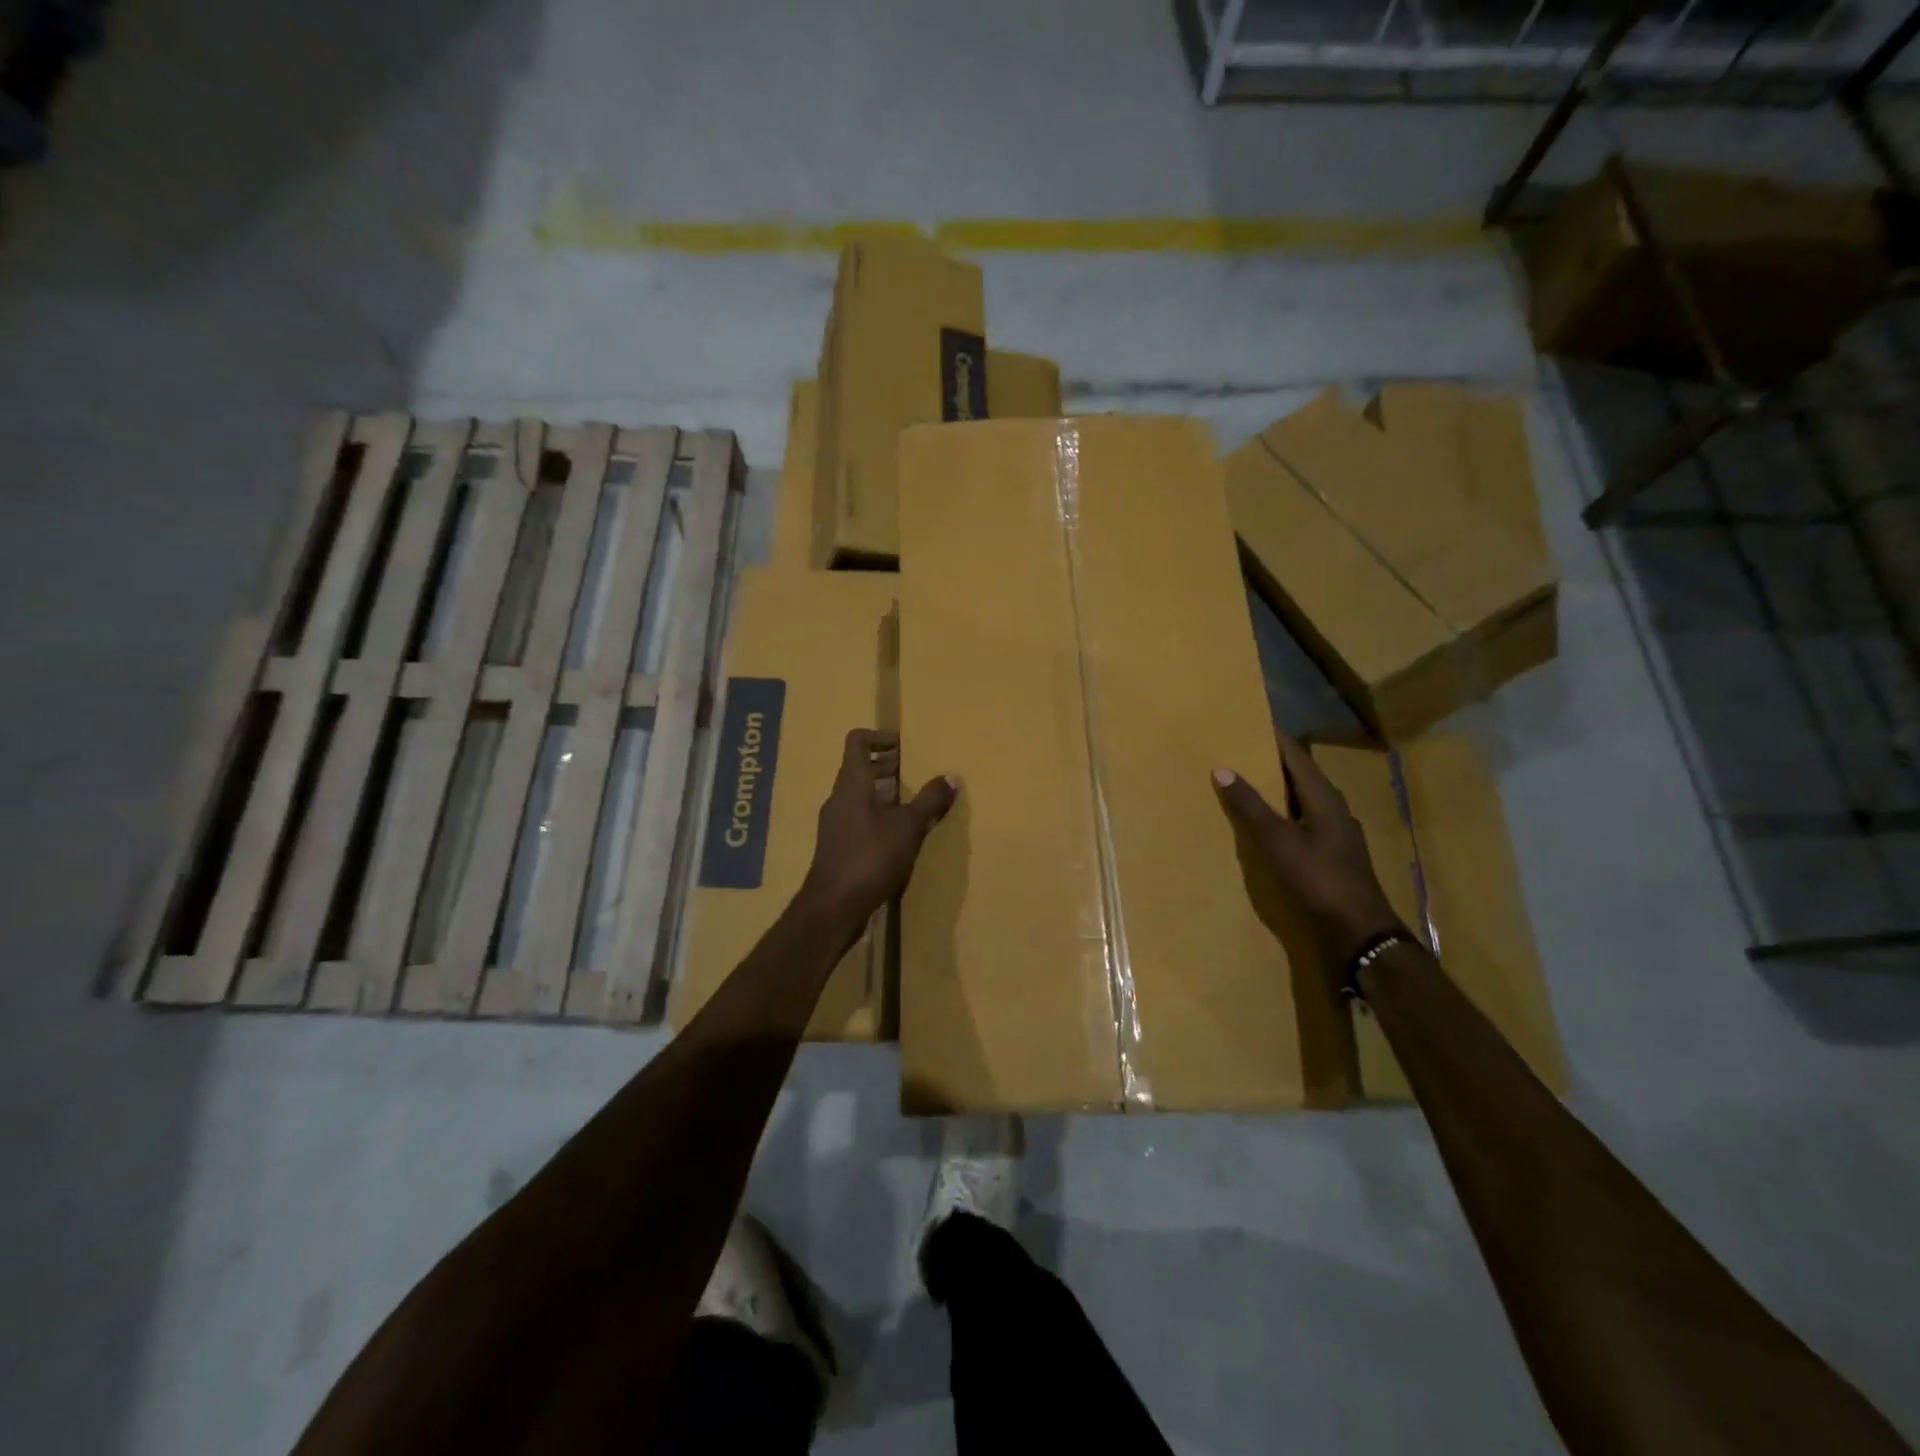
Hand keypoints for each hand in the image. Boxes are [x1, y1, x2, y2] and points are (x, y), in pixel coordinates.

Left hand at [801, 729, 957, 923]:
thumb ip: (930, 800)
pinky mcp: (837, 846)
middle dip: (887, 766)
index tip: (904, 744)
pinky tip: (900, 835)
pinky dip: (879, 816)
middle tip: (916, 772)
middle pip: (860, 768)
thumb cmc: (870, 857)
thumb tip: (952, 777)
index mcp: (852, 783)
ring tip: (914, 803)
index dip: (879, 736)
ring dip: (885, 793)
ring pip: (860, 796)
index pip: (857, 741)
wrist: (833, 906)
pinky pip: (859, 818)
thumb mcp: (908, 827)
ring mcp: (835, 823)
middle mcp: (839, 798)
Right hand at [1213, 732, 1402, 968]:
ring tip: (1248, 783)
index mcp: (1325, 798)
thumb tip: (1223, 768)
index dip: (1275, 738)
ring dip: (1278, 790)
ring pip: (1303, 800)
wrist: (1359, 930)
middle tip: (1241, 750)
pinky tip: (1267, 825)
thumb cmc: (1319, 878)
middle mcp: (1334, 809)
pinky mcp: (1333, 855)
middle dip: (1273, 762)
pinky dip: (1283, 815)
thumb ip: (1250, 806)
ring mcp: (1336, 834)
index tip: (1252, 721)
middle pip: (1301, 776)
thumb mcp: (1278, 840)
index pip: (1297, 756)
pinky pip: (1303, 822)